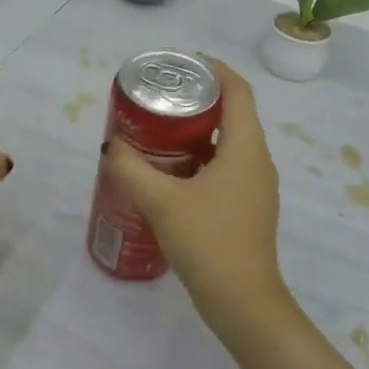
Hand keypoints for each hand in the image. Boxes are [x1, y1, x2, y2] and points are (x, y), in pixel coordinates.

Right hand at [103, 59, 297, 341]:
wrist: (243, 305)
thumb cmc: (209, 243)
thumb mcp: (162, 201)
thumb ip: (131, 169)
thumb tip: (111, 146)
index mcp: (246, 148)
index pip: (238, 91)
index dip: (214, 69)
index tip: (182, 63)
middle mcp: (257, 162)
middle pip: (233, 114)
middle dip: (197, 101)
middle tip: (158, 99)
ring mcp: (255, 188)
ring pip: (228, 144)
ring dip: (197, 132)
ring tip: (157, 132)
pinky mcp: (247, 209)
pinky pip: (225, 169)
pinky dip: (200, 160)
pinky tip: (169, 175)